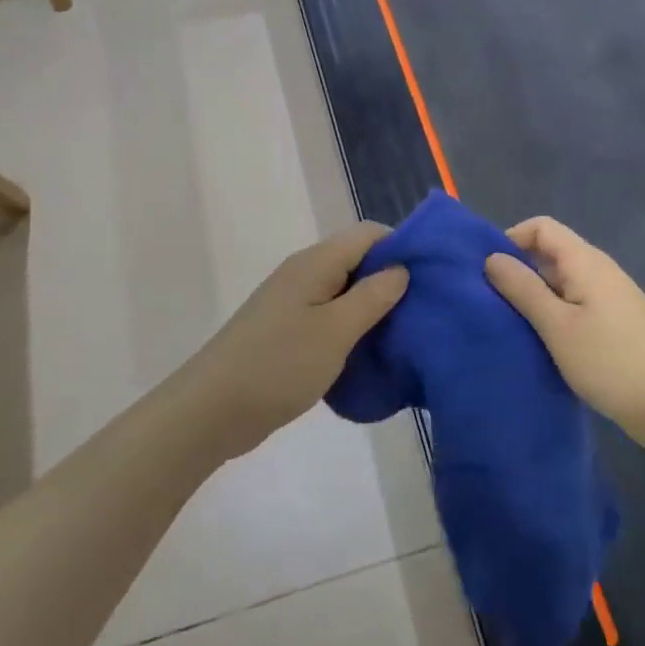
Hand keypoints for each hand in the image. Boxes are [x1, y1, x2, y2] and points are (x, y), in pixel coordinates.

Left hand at [181, 222, 408, 457]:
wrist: (211, 411)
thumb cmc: (278, 365)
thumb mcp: (336, 331)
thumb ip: (373, 296)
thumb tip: (401, 268)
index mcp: (316, 263)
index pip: (369, 234)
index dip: (403, 247)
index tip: (433, 277)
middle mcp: (304, 274)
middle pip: (358, 261)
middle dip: (392, 280)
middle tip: (426, 310)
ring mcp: (293, 303)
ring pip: (345, 292)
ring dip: (374, 308)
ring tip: (406, 333)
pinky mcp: (287, 331)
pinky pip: (330, 318)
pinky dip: (353, 329)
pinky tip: (371, 354)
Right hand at [485, 217, 644, 455]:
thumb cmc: (612, 361)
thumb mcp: (557, 325)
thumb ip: (523, 289)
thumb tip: (492, 257)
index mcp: (585, 261)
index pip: (541, 227)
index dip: (511, 240)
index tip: (487, 273)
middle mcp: (598, 271)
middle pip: (550, 254)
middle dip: (518, 272)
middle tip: (489, 304)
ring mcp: (609, 299)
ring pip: (561, 284)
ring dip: (534, 298)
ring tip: (509, 326)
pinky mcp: (614, 325)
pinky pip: (574, 307)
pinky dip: (553, 317)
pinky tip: (539, 344)